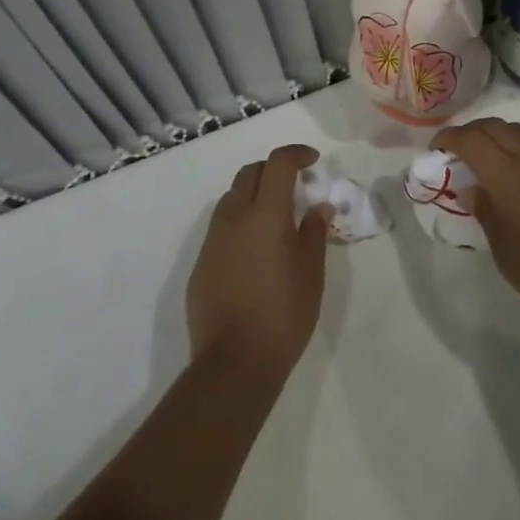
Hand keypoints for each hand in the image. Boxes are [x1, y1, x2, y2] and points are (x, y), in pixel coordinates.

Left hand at [187, 144, 329, 382]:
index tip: (313, 161)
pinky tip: (254, 250)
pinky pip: (221, 226)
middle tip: (295, 186)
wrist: (233, 365)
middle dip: (273, 170)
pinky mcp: (201, 264)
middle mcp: (235, 218)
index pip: (278, 163)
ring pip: (231, 197)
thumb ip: (314, 232)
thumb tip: (318, 207)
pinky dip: (239, 221)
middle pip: (250, 173)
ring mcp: (213, 241)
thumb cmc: (282, 316)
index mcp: (266, 215)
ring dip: (254, 194)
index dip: (296, 154)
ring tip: (274, 217)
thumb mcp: (311, 274)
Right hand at [435, 105, 519, 335]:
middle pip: (495, 129)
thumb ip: (487, 215)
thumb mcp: (507, 256)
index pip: (470, 141)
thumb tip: (470, 188)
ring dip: (503, 132)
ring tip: (493, 146)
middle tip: (460, 151)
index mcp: (507, 178)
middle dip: (472, 133)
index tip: (437, 150)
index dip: (449, 139)